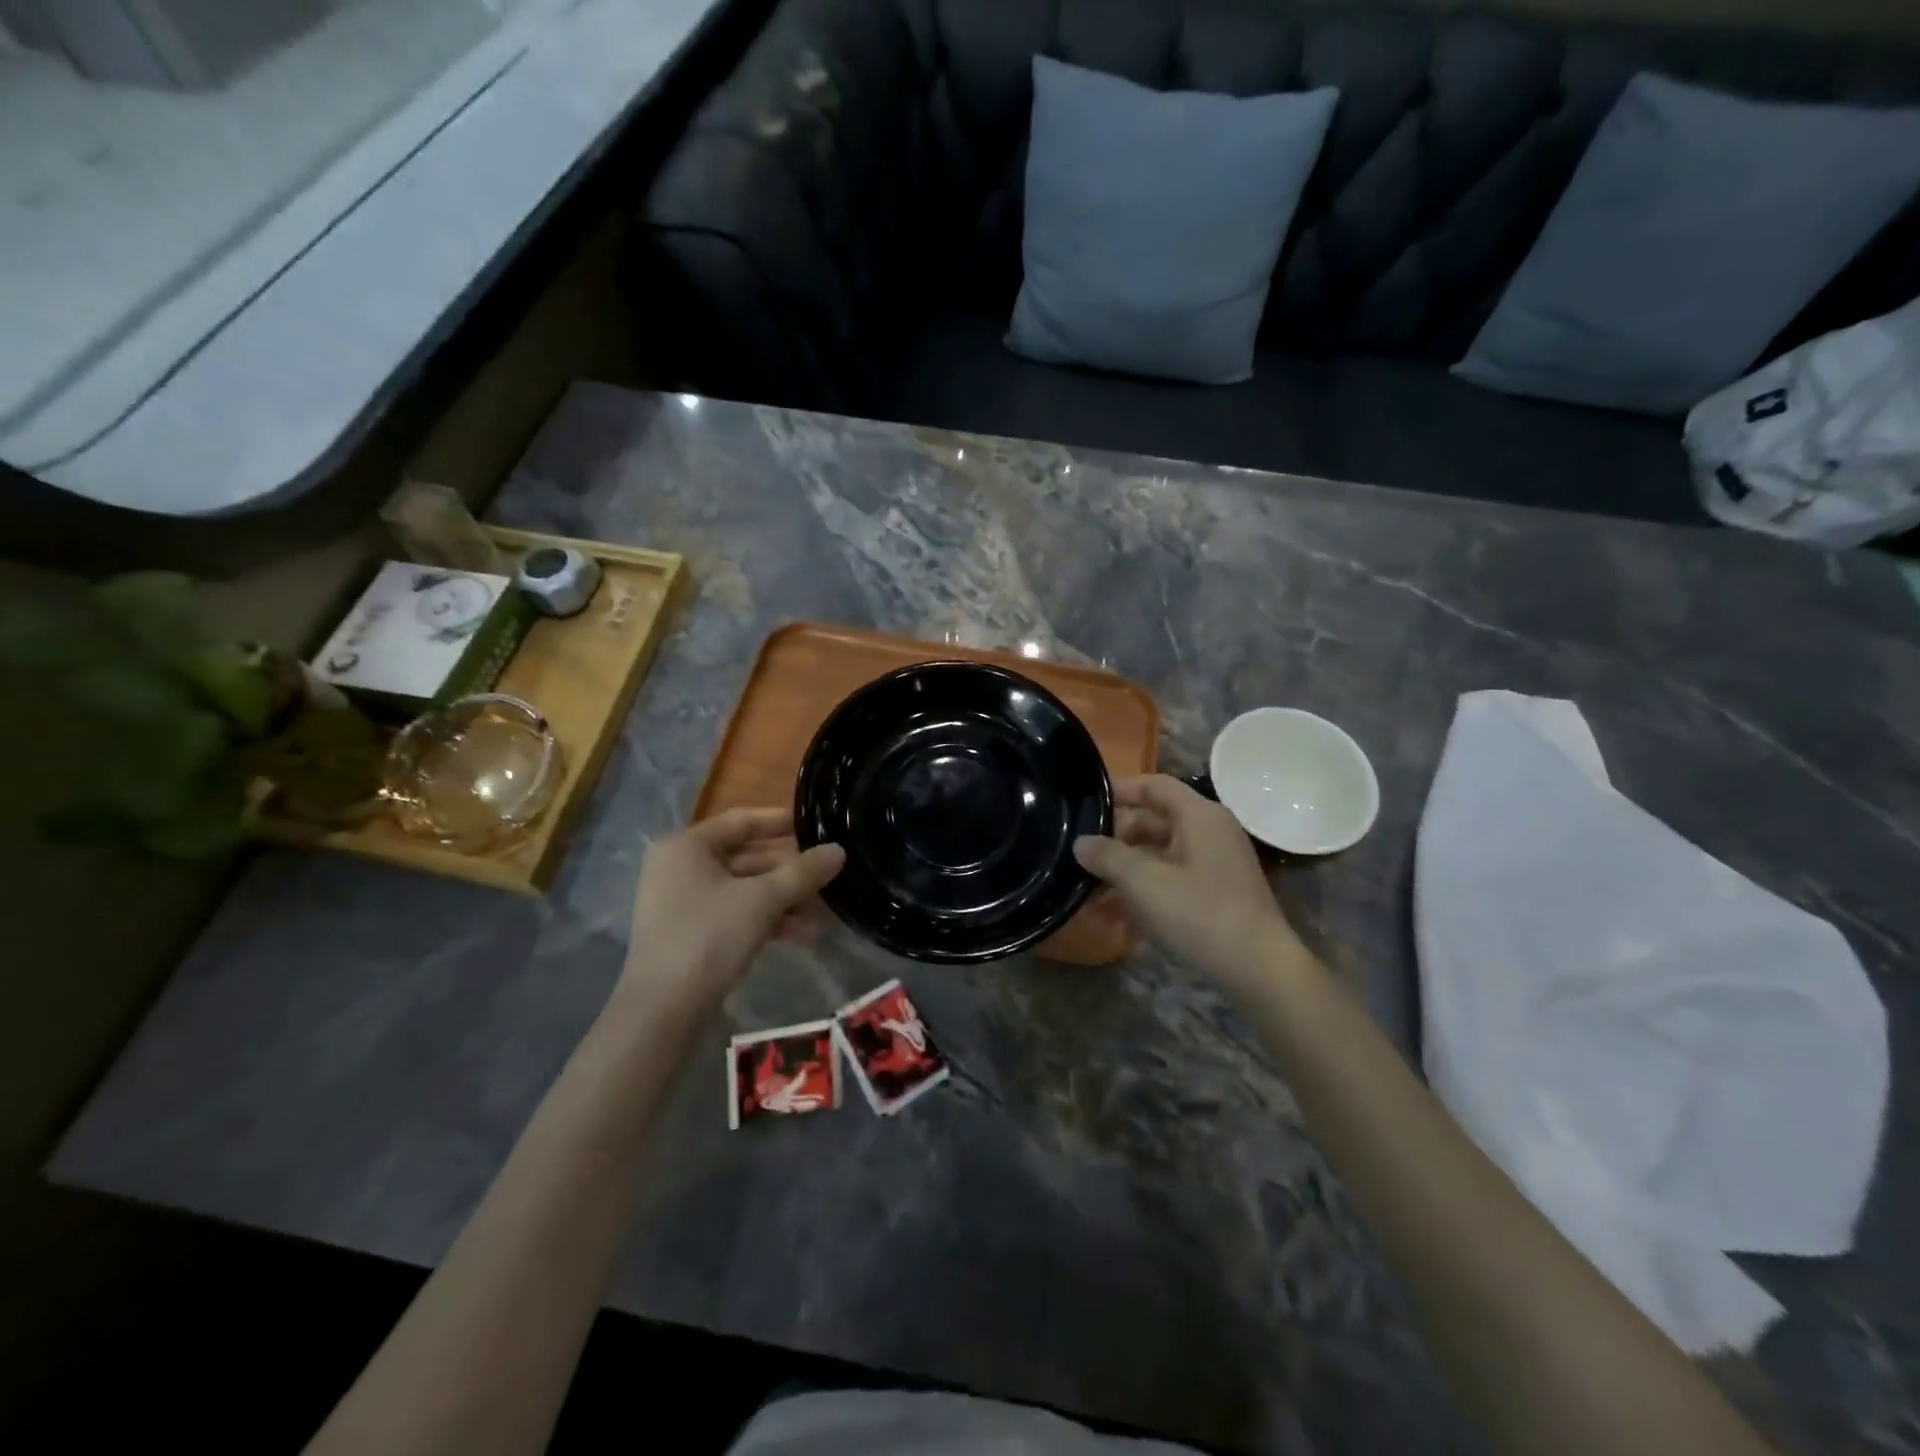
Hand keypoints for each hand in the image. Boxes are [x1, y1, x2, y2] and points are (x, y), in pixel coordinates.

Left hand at [623, 808, 844, 1011]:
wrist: (663, 1011)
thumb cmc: (709, 937)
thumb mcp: (763, 900)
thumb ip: (803, 872)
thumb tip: (838, 850)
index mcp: (686, 846)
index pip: (741, 821)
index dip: (781, 822)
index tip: (817, 826)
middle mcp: (680, 867)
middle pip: (746, 858)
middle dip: (790, 871)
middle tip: (829, 874)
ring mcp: (682, 903)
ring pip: (745, 890)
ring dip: (784, 899)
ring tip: (825, 912)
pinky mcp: (690, 934)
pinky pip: (735, 914)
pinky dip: (766, 920)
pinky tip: (803, 935)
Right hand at [1074, 775, 1305, 992]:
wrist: (1259, 970)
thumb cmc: (1200, 914)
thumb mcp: (1144, 882)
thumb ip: (1107, 856)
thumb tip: (1081, 842)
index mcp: (1199, 815)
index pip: (1154, 786)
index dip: (1119, 790)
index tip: (1086, 805)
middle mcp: (1210, 832)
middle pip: (1153, 822)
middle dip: (1115, 842)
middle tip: (1082, 860)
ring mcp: (1215, 864)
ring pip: (1159, 856)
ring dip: (1125, 873)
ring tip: (1091, 896)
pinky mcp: (1216, 893)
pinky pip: (1171, 880)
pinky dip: (1145, 893)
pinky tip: (1118, 921)